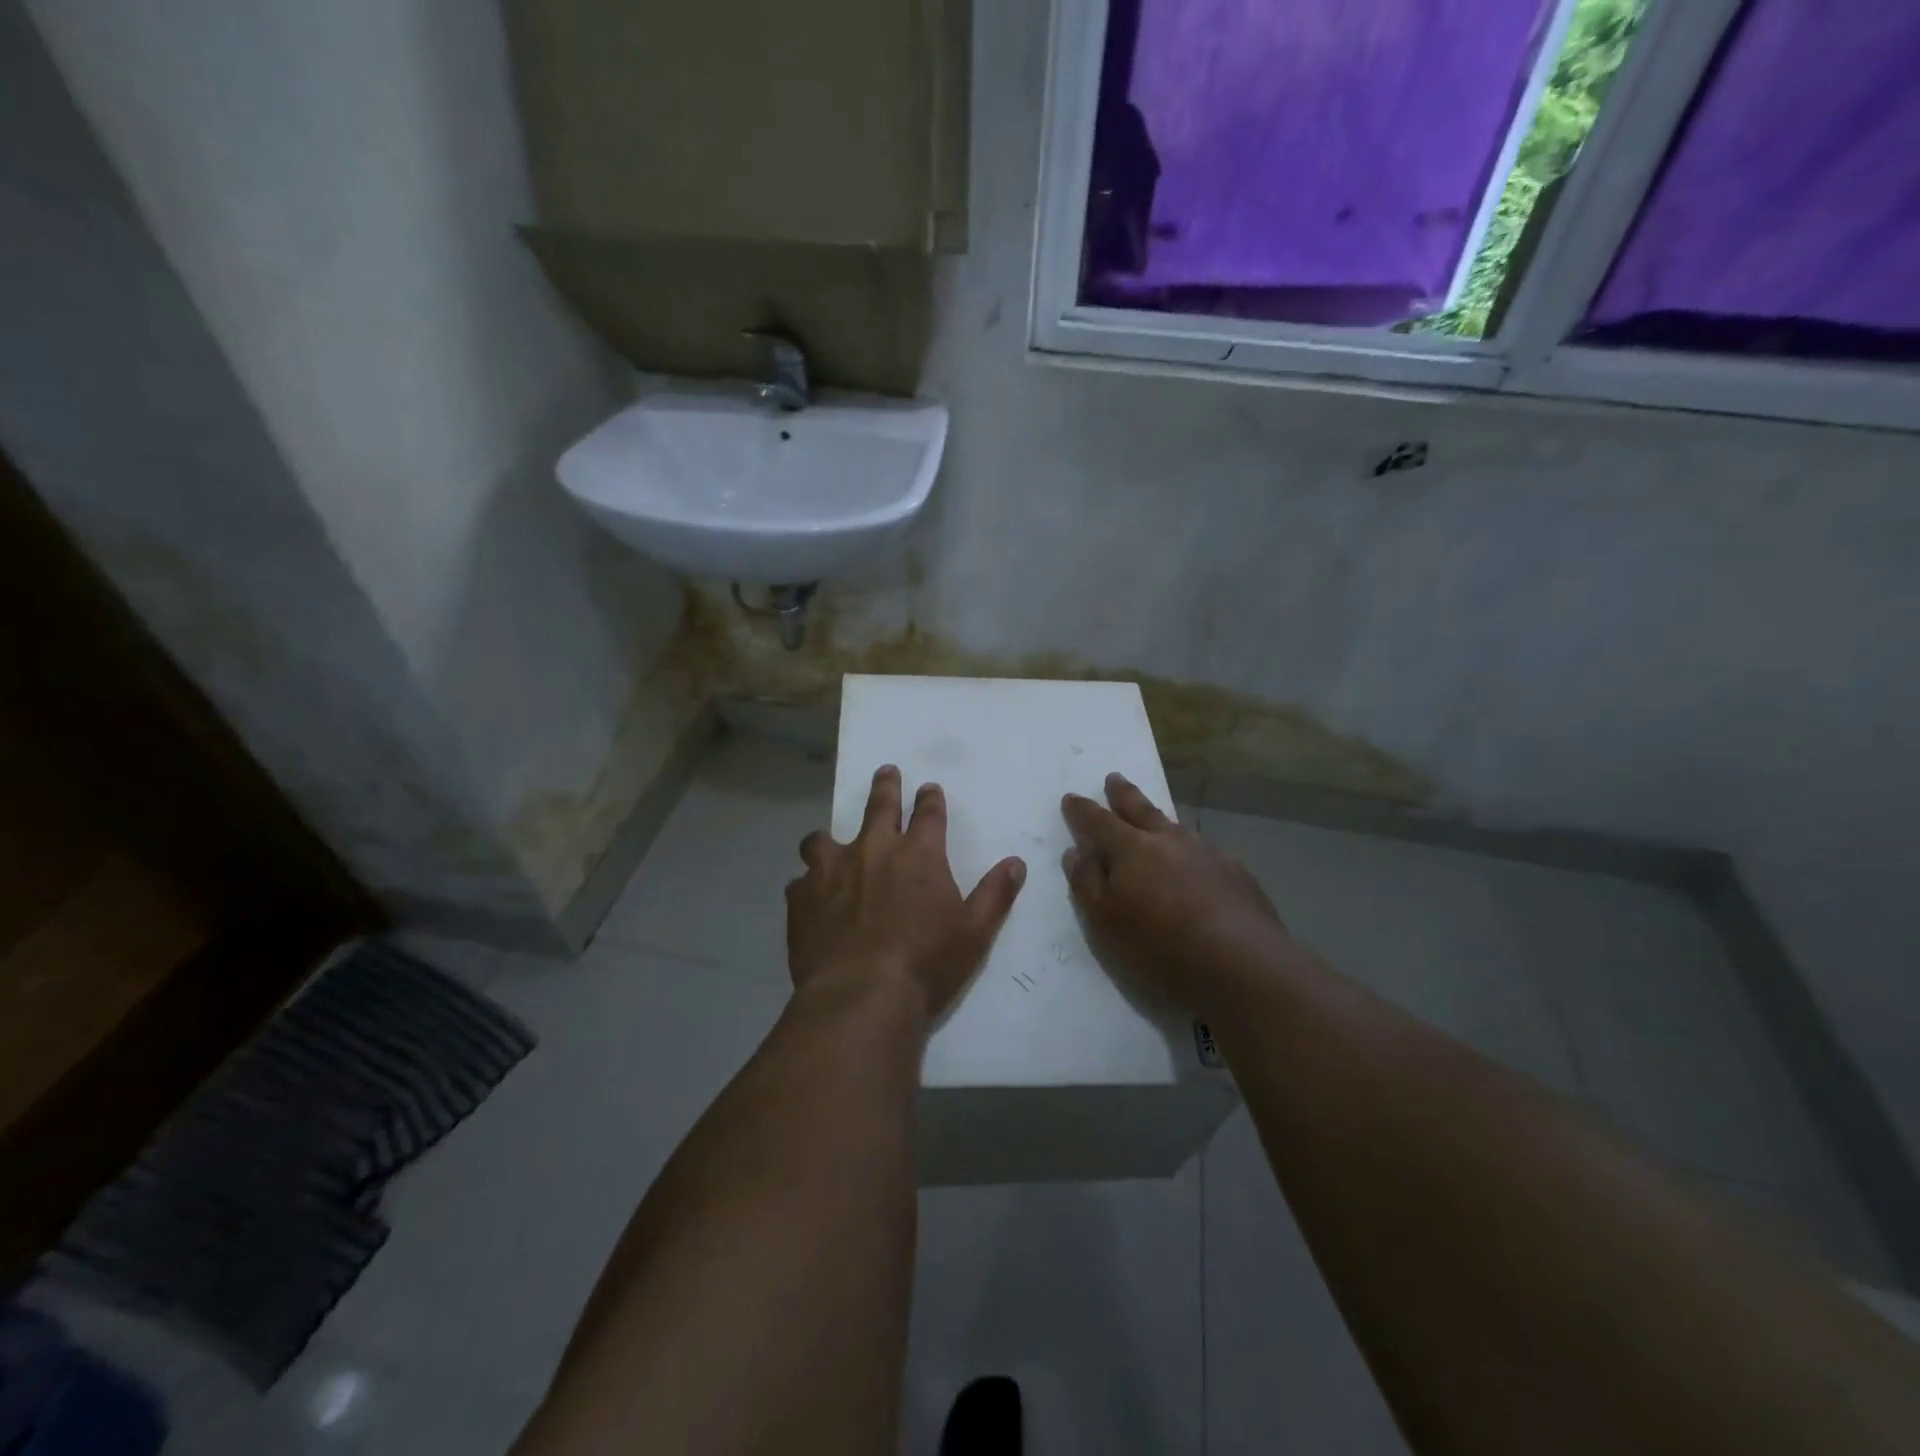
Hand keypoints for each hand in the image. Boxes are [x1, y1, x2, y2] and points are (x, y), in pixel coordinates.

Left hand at [787, 765, 1026, 1023]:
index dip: (930, 798)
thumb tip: (1016, 863)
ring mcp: (831, 871)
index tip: (929, 788)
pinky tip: (808, 898)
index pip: (928, 813)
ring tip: (827, 843)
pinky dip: (806, 885)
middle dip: (886, 786)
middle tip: (886, 772)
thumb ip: (995, 894)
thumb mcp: (974, 932)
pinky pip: (799, 881)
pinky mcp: (802, 897)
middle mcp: (873, 850)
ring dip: (828, 839)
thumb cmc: (926, 964)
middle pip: (879, 805)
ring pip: (822, 838)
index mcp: (919, 855)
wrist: (861, 996)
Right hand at [1062, 773, 1287, 1014]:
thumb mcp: (1105, 921)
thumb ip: (1087, 883)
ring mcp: (1207, 852)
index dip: (1082, 810)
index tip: (1071, 797)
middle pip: (1140, 809)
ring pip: (1175, 827)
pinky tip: (1195, 863)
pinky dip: (1190, 850)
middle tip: (1114, 778)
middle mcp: (1169, 840)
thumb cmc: (1160, 945)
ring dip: (1159, 819)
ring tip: (1153, 819)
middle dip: (1123, 794)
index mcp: (1131, 849)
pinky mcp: (1236, 872)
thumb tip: (1076, 851)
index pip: (1099, 821)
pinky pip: (1204, 851)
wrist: (1242, 963)